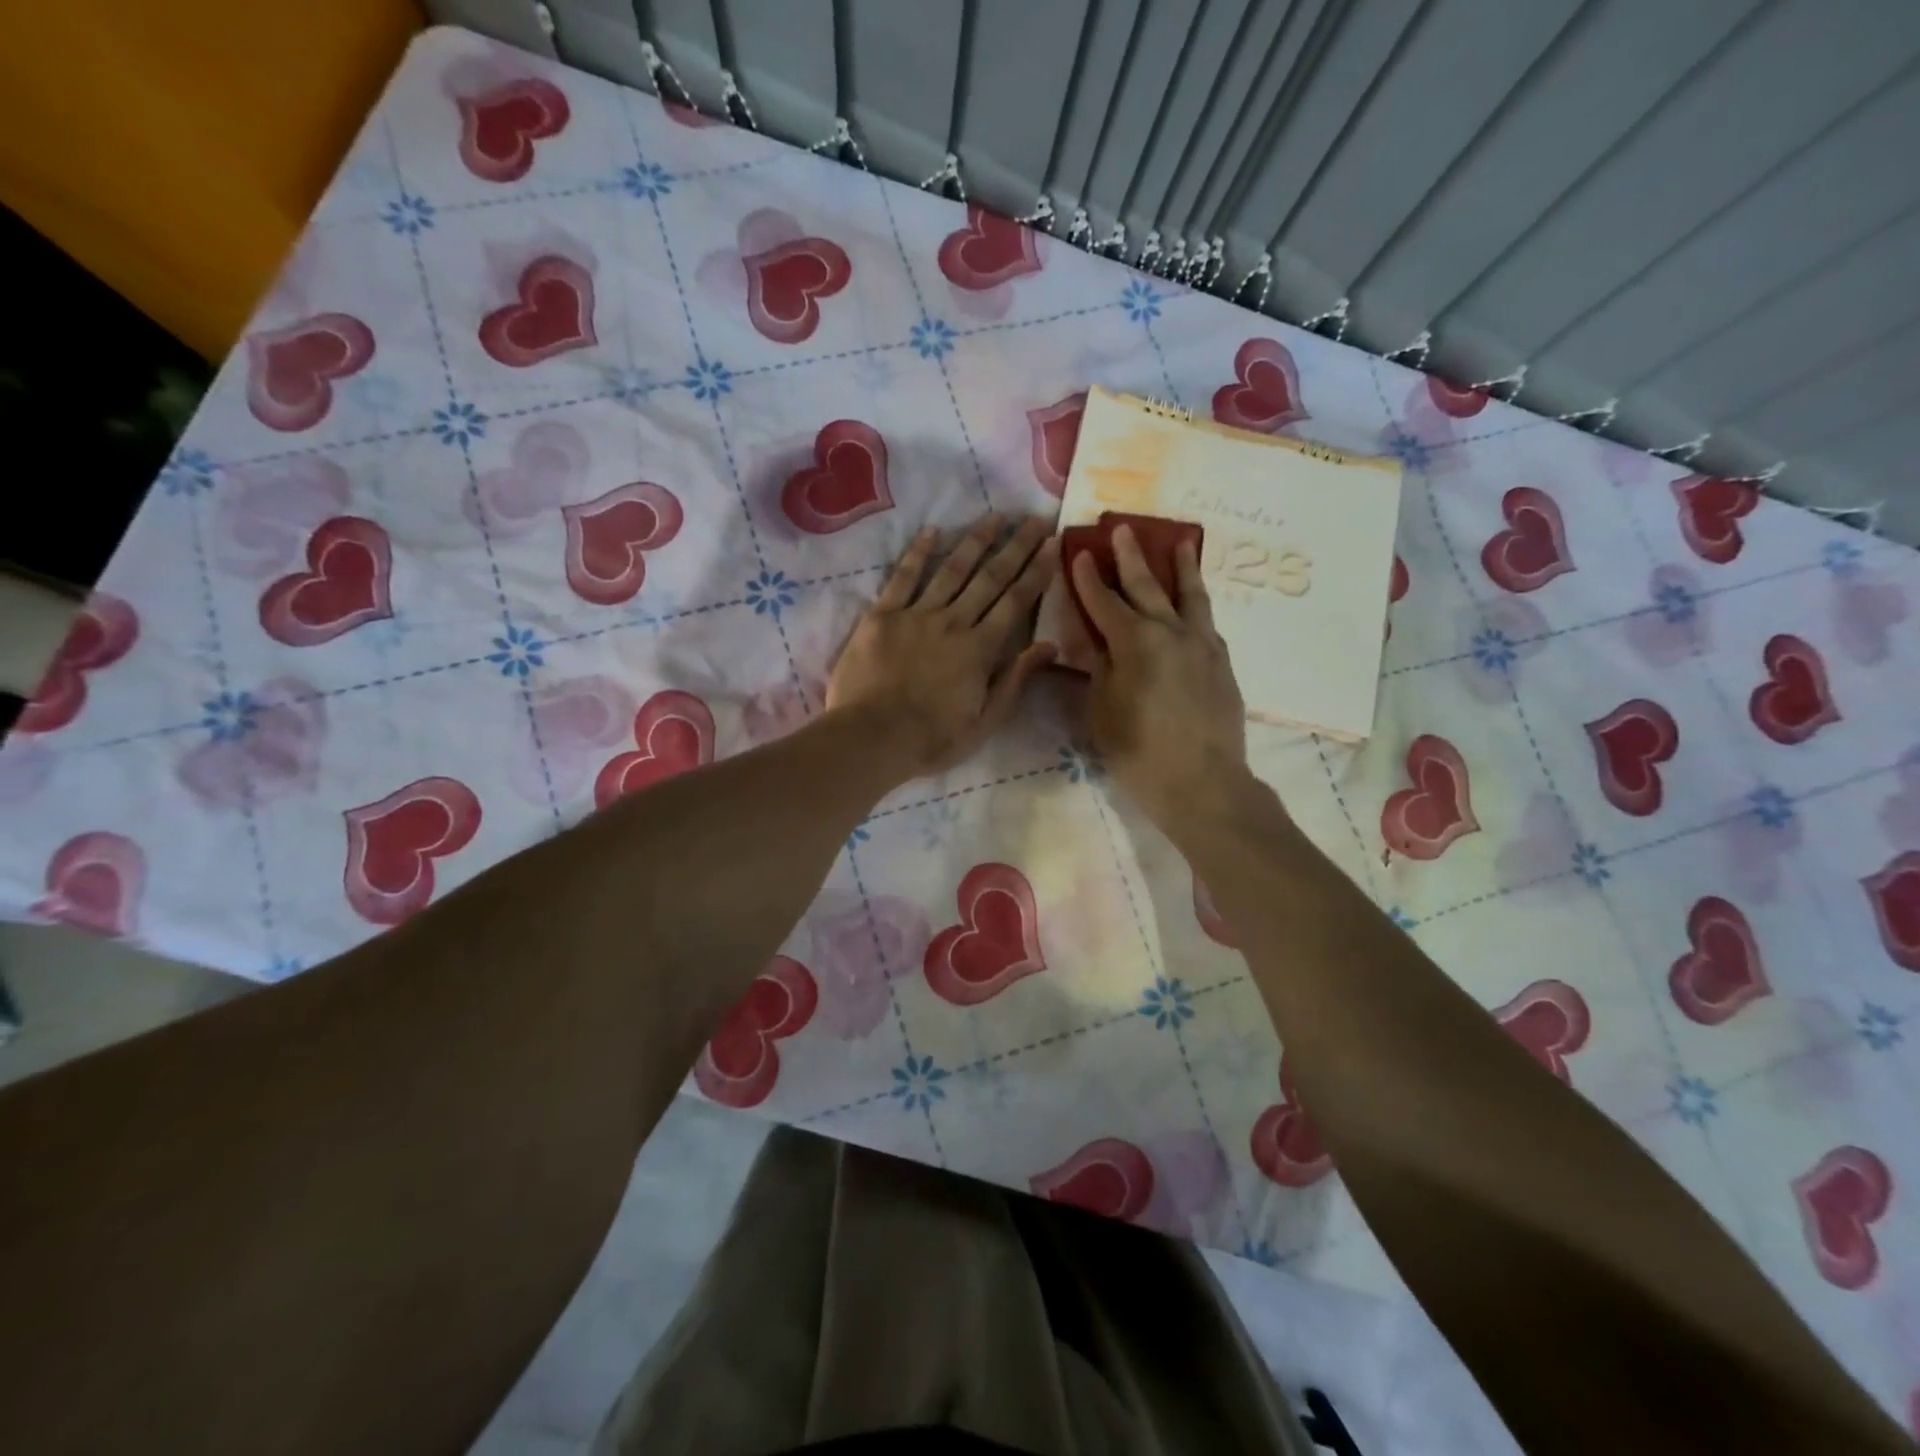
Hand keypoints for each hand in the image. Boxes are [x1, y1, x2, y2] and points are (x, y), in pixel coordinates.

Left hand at [827, 515, 1059, 778]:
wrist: (872, 737)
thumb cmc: (932, 738)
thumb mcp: (985, 721)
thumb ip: (1016, 680)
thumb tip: (1050, 645)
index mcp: (981, 649)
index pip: (1016, 601)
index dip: (1037, 570)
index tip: (1054, 543)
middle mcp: (954, 622)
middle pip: (990, 577)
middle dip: (1016, 546)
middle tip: (1034, 518)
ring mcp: (916, 615)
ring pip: (952, 570)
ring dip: (975, 540)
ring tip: (995, 516)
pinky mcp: (882, 616)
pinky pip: (903, 577)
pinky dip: (918, 553)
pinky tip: (932, 531)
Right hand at [1071, 524, 1248, 831]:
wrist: (1203, 783)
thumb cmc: (1139, 751)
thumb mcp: (1102, 711)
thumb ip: (1099, 668)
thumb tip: (1097, 641)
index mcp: (1134, 642)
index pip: (1104, 601)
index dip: (1088, 577)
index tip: (1080, 551)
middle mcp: (1171, 632)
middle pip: (1147, 586)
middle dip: (1131, 557)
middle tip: (1123, 529)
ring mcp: (1202, 645)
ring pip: (1190, 596)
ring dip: (1180, 567)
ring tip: (1180, 542)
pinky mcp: (1222, 662)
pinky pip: (1207, 622)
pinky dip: (1197, 605)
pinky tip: (1194, 604)